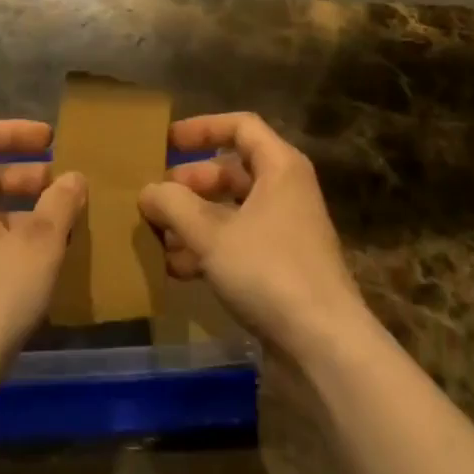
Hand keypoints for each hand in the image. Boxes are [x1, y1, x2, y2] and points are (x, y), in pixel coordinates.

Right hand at [138, 113, 366, 361]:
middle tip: (156, 197)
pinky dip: (209, 249)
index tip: (166, 142)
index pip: (239, 126)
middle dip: (191, 182)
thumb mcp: (212, 235)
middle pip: (232, 170)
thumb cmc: (270, 272)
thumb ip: (174, 206)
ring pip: (232, 210)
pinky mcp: (282, 267)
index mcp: (280, 167)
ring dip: (194, 220)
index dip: (201, 128)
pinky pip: (238, 243)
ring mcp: (286, 230)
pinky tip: (175, 269)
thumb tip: (147, 191)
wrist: (325, 347)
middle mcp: (286, 190)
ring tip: (157, 236)